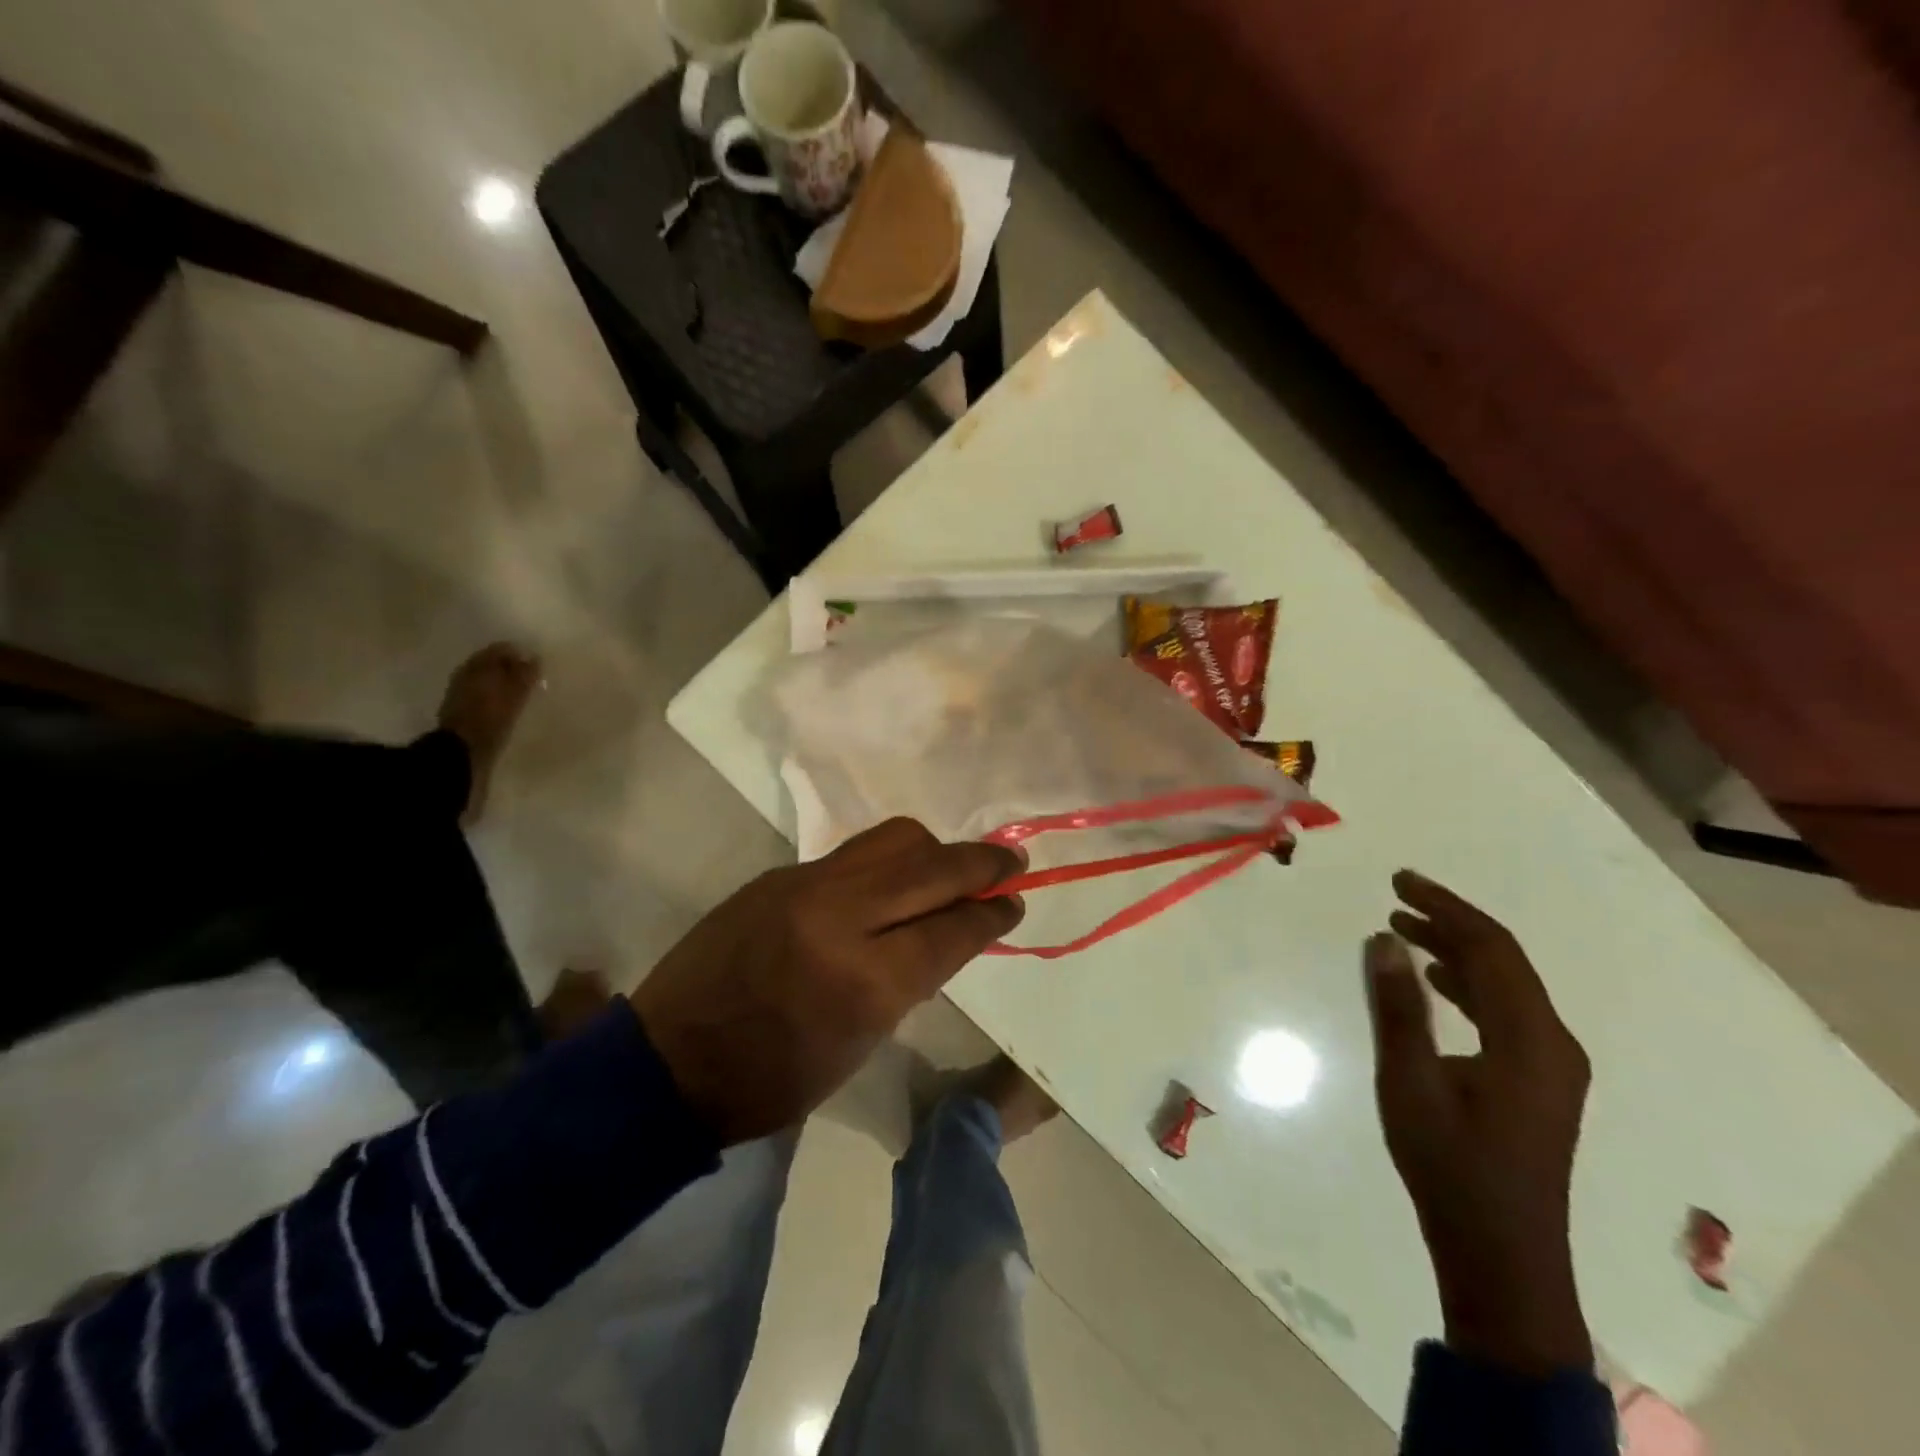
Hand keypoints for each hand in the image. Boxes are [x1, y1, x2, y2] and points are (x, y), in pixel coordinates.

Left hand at [630, 818, 1022, 1144]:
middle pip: (931, 867)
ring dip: (934, 851)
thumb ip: (911, 978)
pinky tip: (890, 884)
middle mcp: (838, 914)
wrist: (671, 1061)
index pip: (951, 927)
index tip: (1016, 901)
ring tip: (948, 869)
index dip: (991, 913)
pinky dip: (887, 862)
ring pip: (893, 839)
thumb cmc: (774, 1079)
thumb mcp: (860, 1043)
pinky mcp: (779, 873)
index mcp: (864, 979)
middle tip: (1010, 864)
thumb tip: (950, 931)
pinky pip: (852, 853)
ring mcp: (804, 884)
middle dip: (981, 864)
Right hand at [1364, 870, 1593, 1375]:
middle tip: (1396, 896)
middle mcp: (1554, 1044)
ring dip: (1457, 951)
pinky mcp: (1539, 1083)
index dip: (1445, 907)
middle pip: (1504, 962)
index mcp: (1531, 1039)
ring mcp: (1552, 1066)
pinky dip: (1469, 984)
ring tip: (1404, 930)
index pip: (1491, 949)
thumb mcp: (1410, 1082)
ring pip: (1506, 986)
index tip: (1399, 881)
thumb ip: (1398, 1007)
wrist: (1502, 1257)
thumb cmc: (1451, 1166)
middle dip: (1450, 922)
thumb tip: (1383, 939)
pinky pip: (1505, 1012)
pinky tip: (1435, 981)